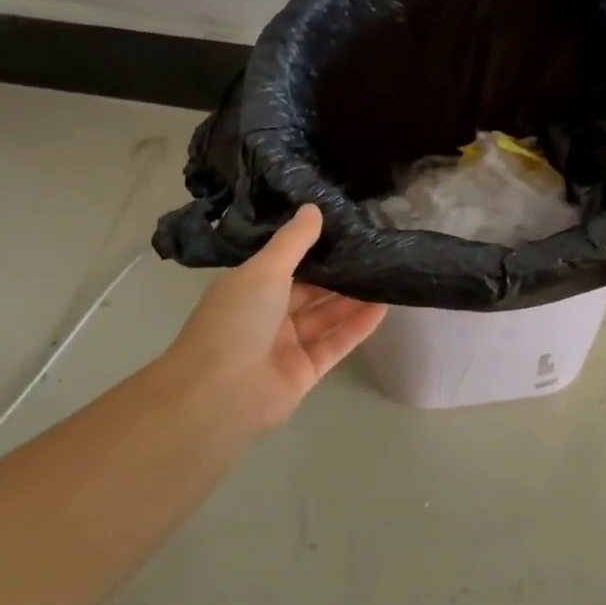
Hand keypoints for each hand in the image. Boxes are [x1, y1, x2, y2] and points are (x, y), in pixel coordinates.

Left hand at [157, 205, 387, 431]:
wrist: (219, 396)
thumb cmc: (236, 322)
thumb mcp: (263, 271)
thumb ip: (293, 242)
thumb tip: (313, 208)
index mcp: (249, 288)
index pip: (286, 263)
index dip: (314, 247)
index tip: (346, 229)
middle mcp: (267, 315)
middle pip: (309, 290)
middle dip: (339, 273)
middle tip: (375, 250)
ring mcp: (286, 345)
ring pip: (325, 316)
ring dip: (353, 298)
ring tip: (386, 274)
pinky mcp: (305, 372)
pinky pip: (335, 344)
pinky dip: (357, 327)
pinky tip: (383, 307)